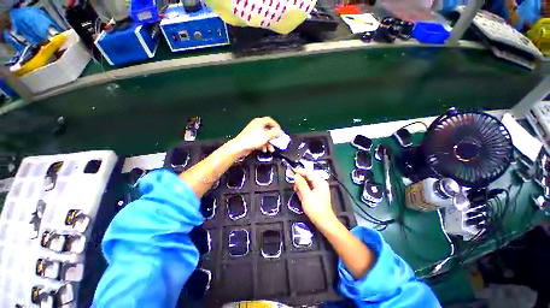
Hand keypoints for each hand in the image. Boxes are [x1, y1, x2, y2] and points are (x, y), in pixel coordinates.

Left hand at [230, 117, 282, 156]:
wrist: (240, 146)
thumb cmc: (253, 139)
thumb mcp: (266, 136)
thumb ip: (274, 133)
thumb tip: (280, 131)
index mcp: (259, 122)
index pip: (270, 120)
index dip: (276, 125)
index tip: (280, 131)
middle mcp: (256, 125)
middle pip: (267, 129)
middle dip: (273, 136)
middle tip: (277, 140)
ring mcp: (253, 132)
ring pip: (264, 136)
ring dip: (268, 143)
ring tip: (271, 149)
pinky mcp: (251, 138)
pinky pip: (260, 140)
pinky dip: (263, 144)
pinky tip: (264, 150)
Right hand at [293, 168, 336, 225]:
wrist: (324, 222)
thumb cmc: (315, 209)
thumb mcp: (306, 195)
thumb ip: (301, 184)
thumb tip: (296, 175)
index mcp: (320, 182)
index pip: (308, 172)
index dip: (299, 171)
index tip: (290, 171)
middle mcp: (320, 183)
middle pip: (307, 177)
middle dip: (299, 180)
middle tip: (293, 185)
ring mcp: (318, 188)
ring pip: (306, 183)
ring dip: (301, 186)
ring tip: (297, 192)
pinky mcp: (316, 193)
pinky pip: (308, 188)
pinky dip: (303, 190)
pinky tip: (301, 195)